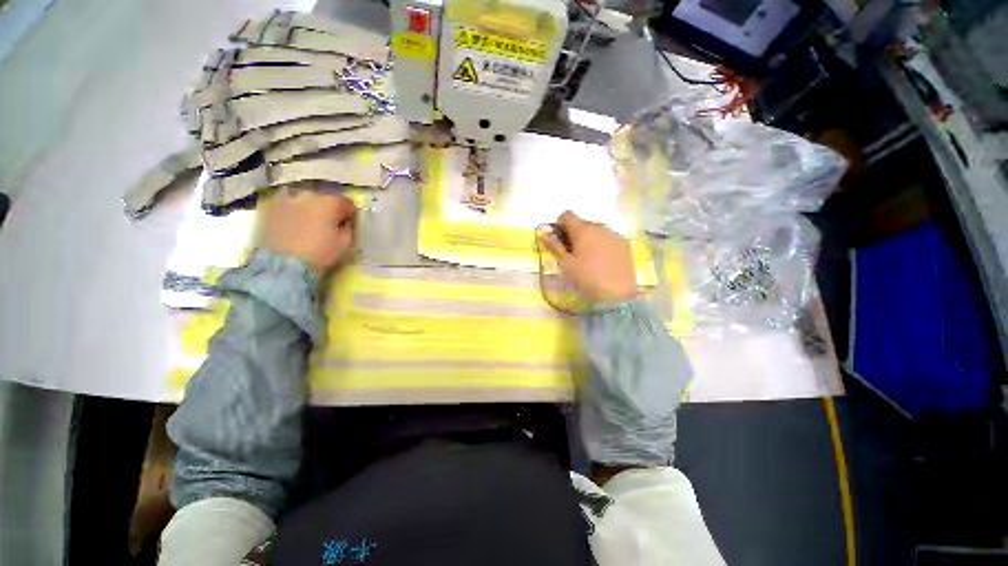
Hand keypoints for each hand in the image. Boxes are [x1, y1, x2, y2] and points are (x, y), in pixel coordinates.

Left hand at [259, 186, 356, 274]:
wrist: (283, 265)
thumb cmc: (320, 254)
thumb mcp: (345, 243)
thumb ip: (348, 228)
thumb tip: (345, 222)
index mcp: (329, 203)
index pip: (346, 202)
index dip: (349, 213)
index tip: (348, 223)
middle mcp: (308, 195)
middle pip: (323, 199)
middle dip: (327, 210)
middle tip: (327, 225)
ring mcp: (286, 199)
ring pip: (303, 200)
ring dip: (308, 209)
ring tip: (307, 224)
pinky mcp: (269, 207)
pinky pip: (286, 204)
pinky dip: (291, 211)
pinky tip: (291, 224)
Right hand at [539, 211, 636, 301]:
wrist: (617, 295)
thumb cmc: (587, 279)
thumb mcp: (566, 264)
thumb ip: (555, 246)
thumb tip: (544, 234)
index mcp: (583, 230)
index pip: (567, 215)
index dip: (560, 225)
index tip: (560, 240)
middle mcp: (600, 227)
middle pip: (582, 223)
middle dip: (575, 234)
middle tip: (573, 254)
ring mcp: (615, 235)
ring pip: (597, 230)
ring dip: (590, 239)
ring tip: (589, 259)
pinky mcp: (625, 244)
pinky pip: (609, 238)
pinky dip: (603, 244)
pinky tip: (603, 262)